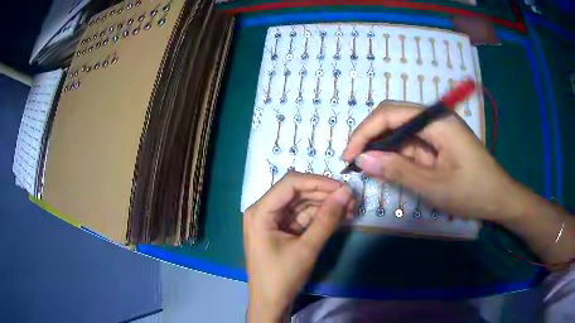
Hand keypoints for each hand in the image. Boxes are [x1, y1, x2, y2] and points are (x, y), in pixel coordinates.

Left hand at [243, 172, 354, 321]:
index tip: (342, 187)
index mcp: (260, 211)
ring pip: (302, 203)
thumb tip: (346, 193)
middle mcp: (264, 210)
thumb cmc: (282, 277)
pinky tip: (339, 216)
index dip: (318, 182)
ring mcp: (273, 220)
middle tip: (351, 198)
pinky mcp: (282, 230)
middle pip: (297, 192)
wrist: (271, 303)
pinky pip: (302, 216)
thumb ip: (327, 219)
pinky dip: (320, 216)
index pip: (290, 183)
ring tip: (350, 207)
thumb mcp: (306, 248)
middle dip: (324, 194)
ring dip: (325, 205)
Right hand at [342, 101, 520, 221]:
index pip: (390, 113)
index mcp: (436, 121)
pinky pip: (412, 144)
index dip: (365, 132)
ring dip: (383, 148)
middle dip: (370, 138)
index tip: (349, 156)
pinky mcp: (439, 143)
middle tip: (354, 163)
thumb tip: (362, 160)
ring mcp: (437, 131)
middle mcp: (434, 119)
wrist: (499, 199)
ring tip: (366, 168)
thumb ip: (398, 171)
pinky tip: (388, 168)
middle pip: (393, 118)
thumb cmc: (472, 192)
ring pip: (400, 132)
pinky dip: (397, 156)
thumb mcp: (434, 186)